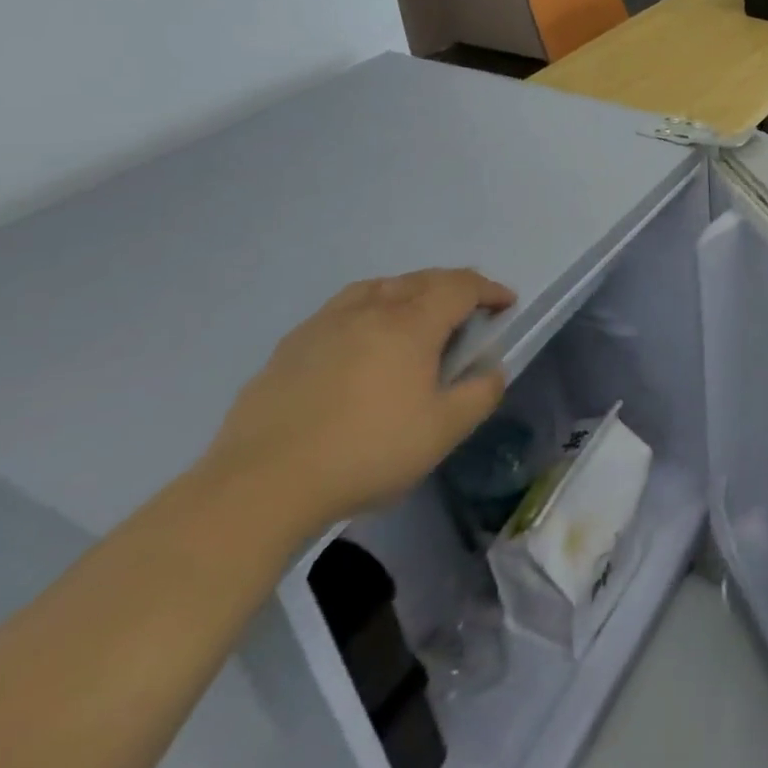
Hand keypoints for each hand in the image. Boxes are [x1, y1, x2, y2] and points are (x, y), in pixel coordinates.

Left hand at [202, 268, 514, 531]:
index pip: (460, 287)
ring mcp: (324, 325)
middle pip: (421, 280)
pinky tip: (361, 340)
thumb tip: (492, 370)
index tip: (506, 303)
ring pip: (378, 288)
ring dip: (409, 291)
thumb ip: (479, 394)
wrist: (261, 487)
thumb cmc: (366, 453)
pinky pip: (342, 309)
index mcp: (411, 324)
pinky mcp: (290, 347)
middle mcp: (370, 310)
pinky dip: (369, 309)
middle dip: (454, 287)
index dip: (489, 290)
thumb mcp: (443, 432)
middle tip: (469, 309)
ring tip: (416, 314)